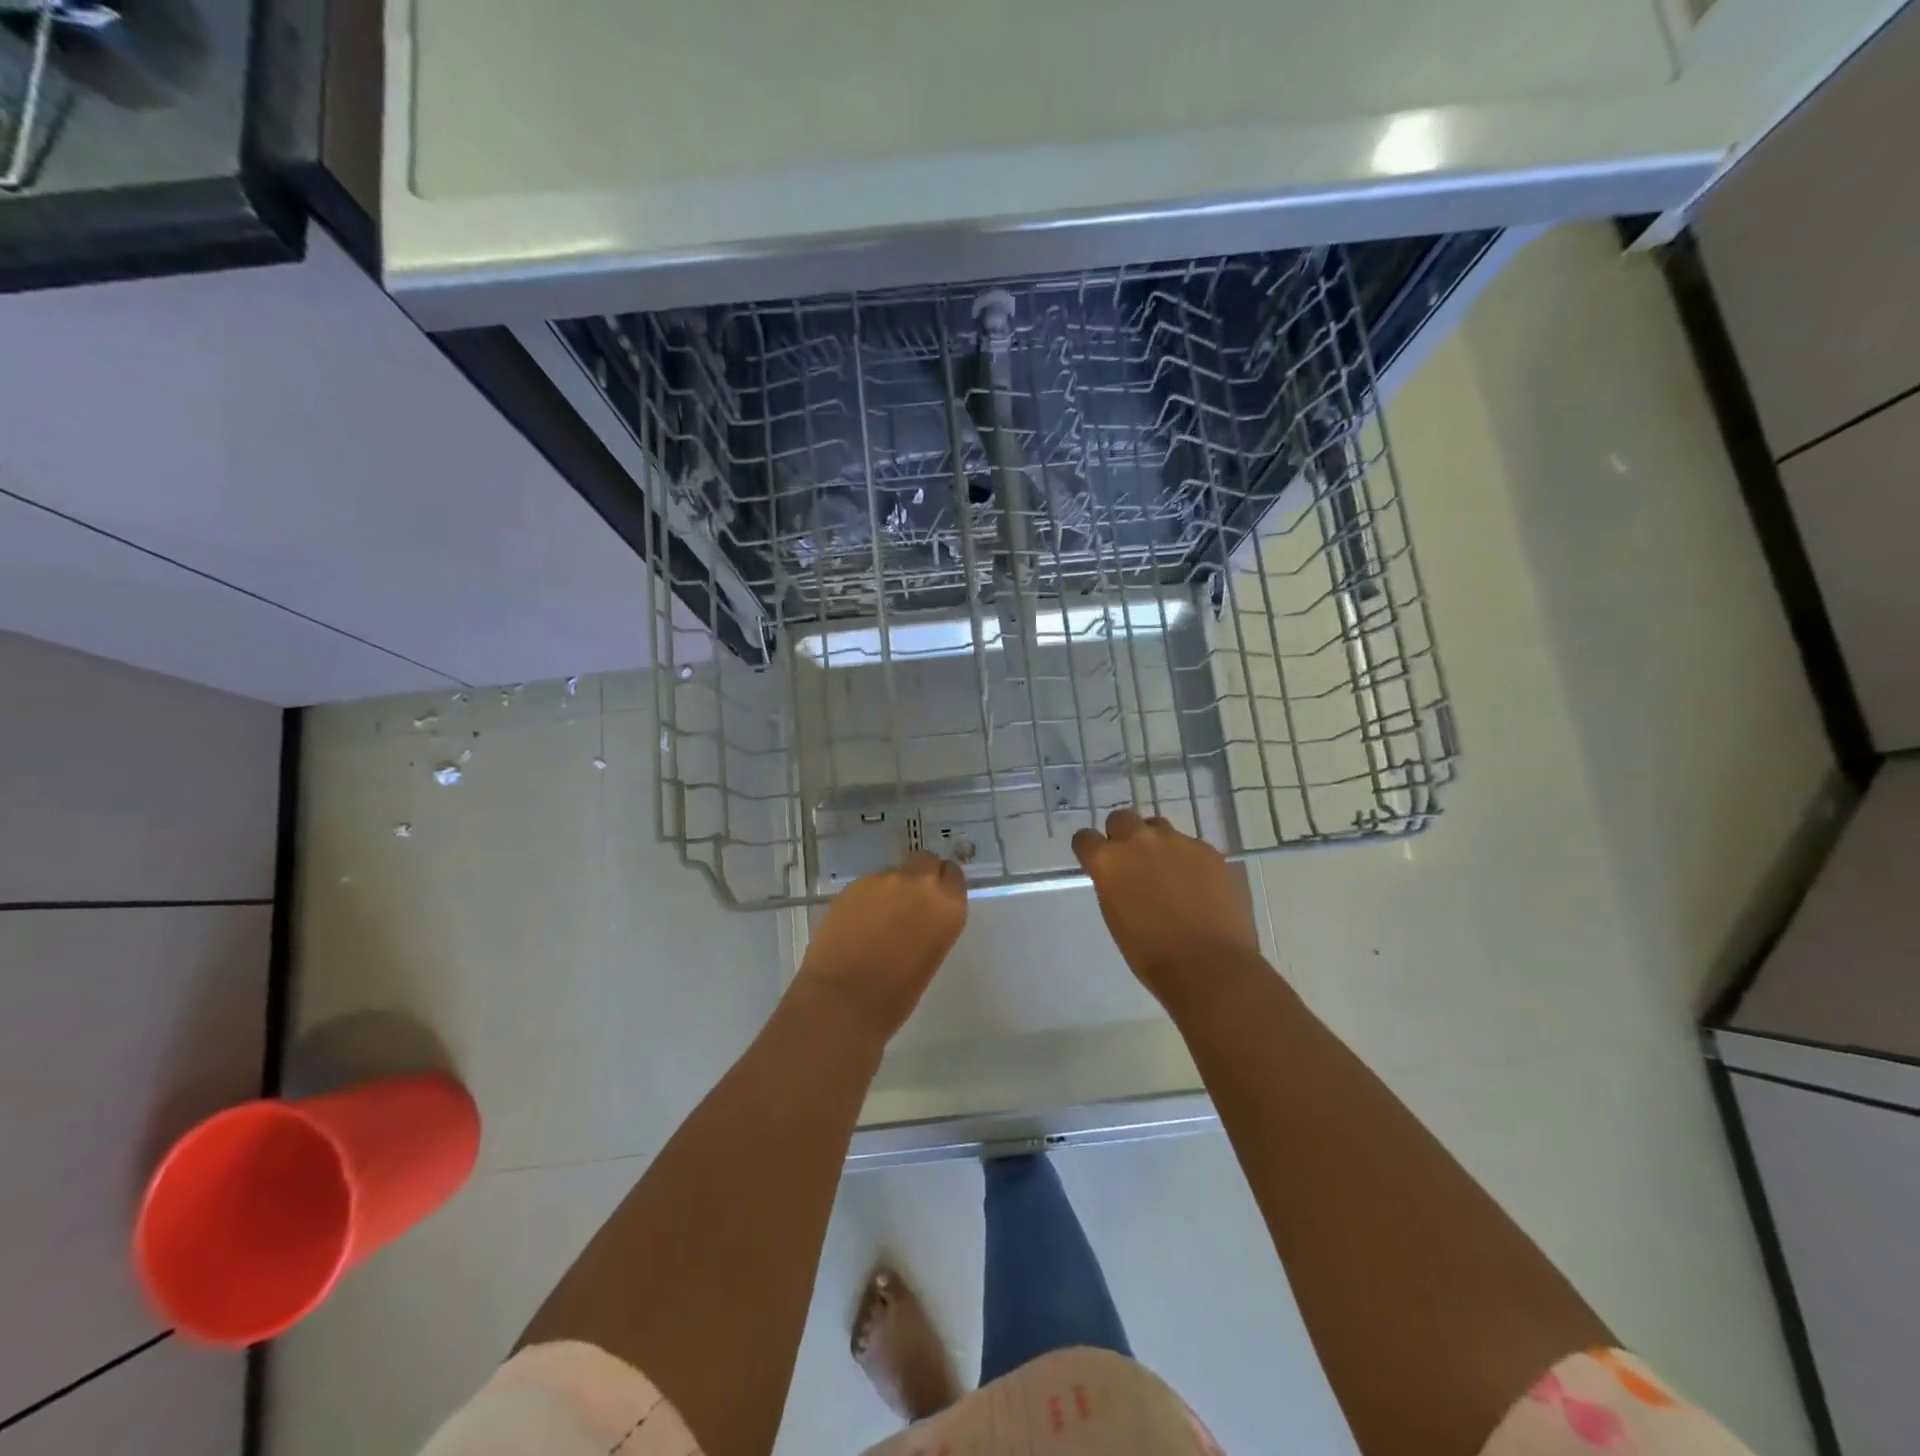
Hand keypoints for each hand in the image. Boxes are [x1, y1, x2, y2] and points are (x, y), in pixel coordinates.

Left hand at [793, 852, 967, 1037]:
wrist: (842, 1000)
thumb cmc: (895, 996)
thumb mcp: (930, 956)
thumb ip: (931, 924)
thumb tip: (918, 915)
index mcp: (947, 905)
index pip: (952, 875)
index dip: (943, 886)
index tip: (934, 901)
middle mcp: (919, 883)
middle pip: (925, 861)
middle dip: (919, 876)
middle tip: (908, 903)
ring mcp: (882, 880)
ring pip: (893, 873)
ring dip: (890, 889)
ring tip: (876, 921)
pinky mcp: (852, 885)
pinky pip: (867, 885)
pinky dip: (866, 899)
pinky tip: (856, 924)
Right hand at [1072, 808, 1259, 1000]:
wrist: (1209, 965)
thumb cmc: (1151, 954)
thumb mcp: (1115, 916)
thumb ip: (1113, 884)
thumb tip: (1121, 876)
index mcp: (1108, 861)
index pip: (1084, 838)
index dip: (1090, 849)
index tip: (1096, 861)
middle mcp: (1138, 841)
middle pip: (1121, 818)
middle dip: (1122, 834)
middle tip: (1132, 861)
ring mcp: (1176, 841)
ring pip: (1158, 827)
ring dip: (1156, 844)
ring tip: (1169, 873)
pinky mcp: (1207, 850)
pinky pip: (1190, 845)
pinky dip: (1188, 860)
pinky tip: (1197, 886)